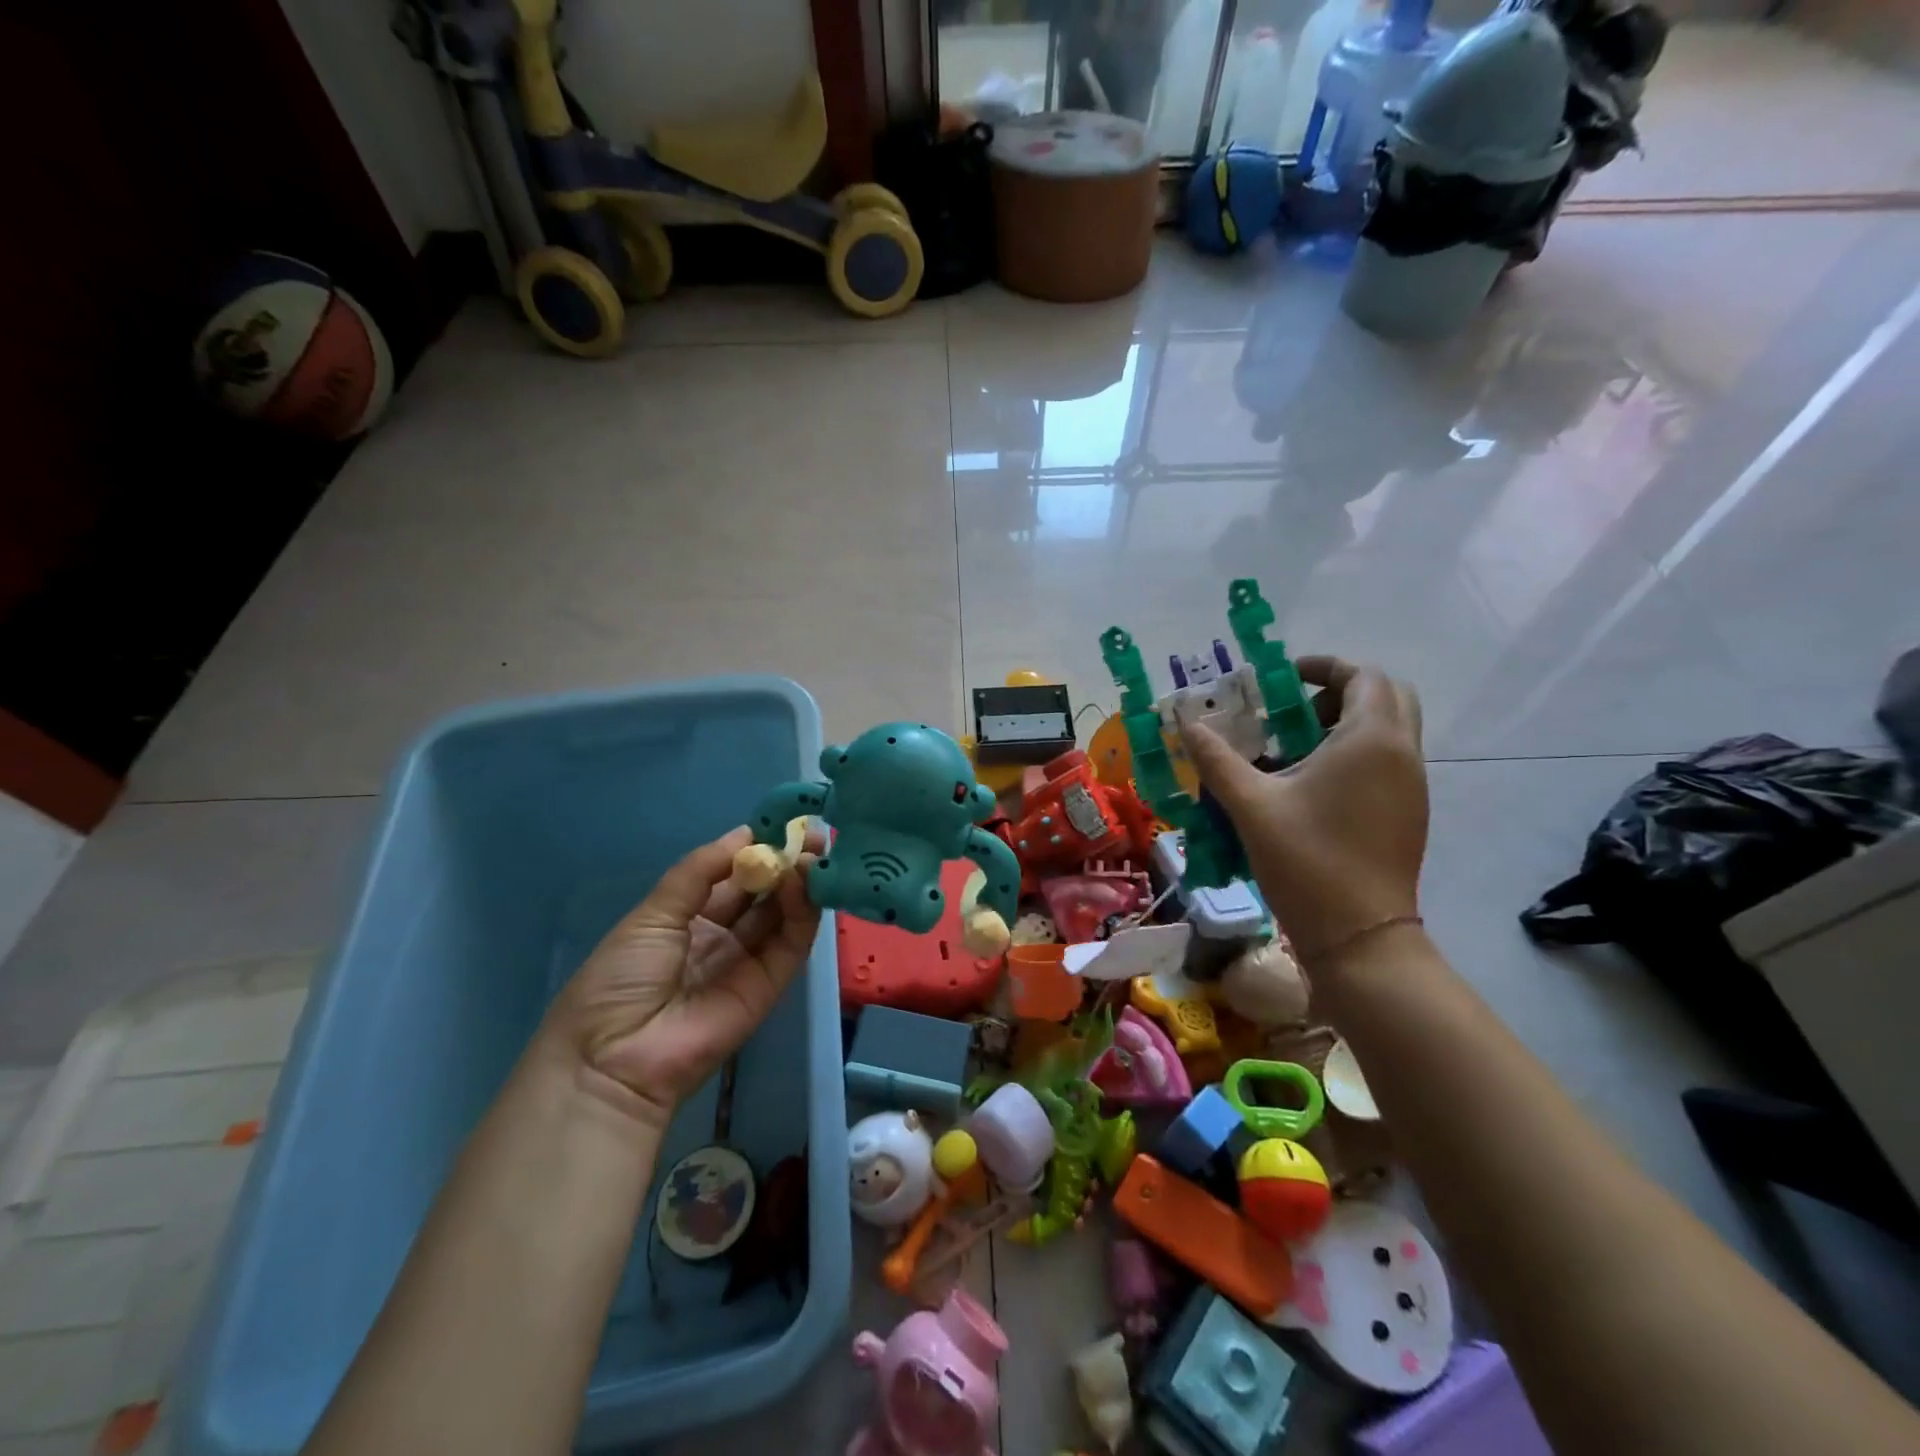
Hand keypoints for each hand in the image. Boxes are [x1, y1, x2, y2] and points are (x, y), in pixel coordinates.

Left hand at [542, 826, 822, 1127]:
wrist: (613, 1059)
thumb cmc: (620, 978)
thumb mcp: (652, 913)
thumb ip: (700, 871)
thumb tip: (745, 834)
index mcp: (686, 918)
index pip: (731, 877)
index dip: (756, 850)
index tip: (782, 824)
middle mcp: (720, 936)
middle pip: (761, 893)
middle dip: (786, 862)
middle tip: (813, 835)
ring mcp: (747, 961)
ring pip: (781, 915)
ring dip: (799, 883)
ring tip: (814, 853)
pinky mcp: (770, 985)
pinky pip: (791, 944)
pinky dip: (802, 913)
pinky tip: (805, 884)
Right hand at [1183, 655, 1426, 965]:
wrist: (1360, 936)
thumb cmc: (1306, 860)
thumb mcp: (1250, 804)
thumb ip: (1216, 758)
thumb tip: (1183, 723)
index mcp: (1371, 740)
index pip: (1362, 675)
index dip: (1322, 666)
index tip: (1280, 679)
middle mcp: (1402, 754)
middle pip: (1385, 695)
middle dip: (1338, 691)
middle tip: (1291, 711)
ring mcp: (1411, 786)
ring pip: (1388, 730)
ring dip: (1345, 723)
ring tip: (1292, 749)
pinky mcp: (1408, 812)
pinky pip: (1386, 761)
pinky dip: (1354, 754)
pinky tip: (1310, 786)